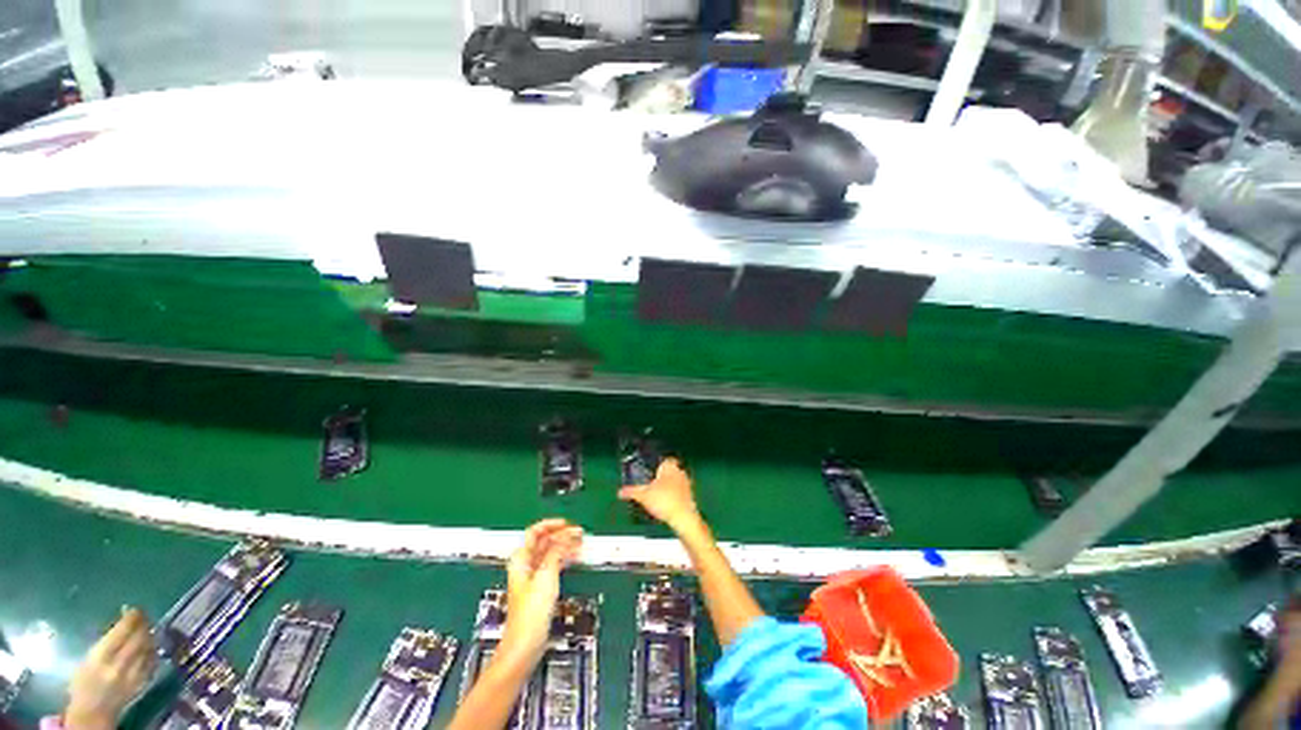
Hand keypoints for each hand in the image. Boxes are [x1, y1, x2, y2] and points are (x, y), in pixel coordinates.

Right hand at [65, 608, 156, 729]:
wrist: (91, 713)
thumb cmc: (83, 683)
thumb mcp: (87, 659)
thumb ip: (105, 642)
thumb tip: (122, 623)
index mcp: (100, 659)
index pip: (121, 633)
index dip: (131, 619)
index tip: (135, 609)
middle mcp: (118, 666)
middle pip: (138, 639)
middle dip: (143, 624)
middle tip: (144, 616)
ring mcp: (132, 676)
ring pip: (148, 649)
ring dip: (150, 636)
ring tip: (148, 628)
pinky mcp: (141, 684)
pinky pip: (152, 662)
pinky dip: (153, 650)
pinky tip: (150, 645)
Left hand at [501, 518, 582, 666]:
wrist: (526, 642)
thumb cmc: (531, 611)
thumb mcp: (547, 575)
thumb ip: (556, 552)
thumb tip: (567, 535)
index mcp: (521, 559)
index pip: (535, 532)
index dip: (551, 524)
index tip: (567, 523)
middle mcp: (525, 565)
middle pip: (543, 542)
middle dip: (561, 534)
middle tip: (579, 532)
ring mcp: (533, 577)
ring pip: (550, 553)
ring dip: (564, 545)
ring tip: (580, 542)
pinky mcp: (540, 588)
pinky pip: (553, 565)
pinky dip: (564, 558)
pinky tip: (574, 557)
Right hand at [618, 458, 700, 532]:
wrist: (683, 517)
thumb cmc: (663, 500)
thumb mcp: (643, 496)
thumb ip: (631, 491)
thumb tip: (620, 491)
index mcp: (669, 466)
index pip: (665, 459)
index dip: (658, 464)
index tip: (651, 471)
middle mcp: (680, 471)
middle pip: (670, 470)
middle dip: (662, 476)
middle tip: (652, 483)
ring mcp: (687, 483)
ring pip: (676, 481)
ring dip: (669, 486)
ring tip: (658, 495)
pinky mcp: (690, 495)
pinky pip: (680, 491)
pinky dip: (674, 495)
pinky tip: (667, 504)